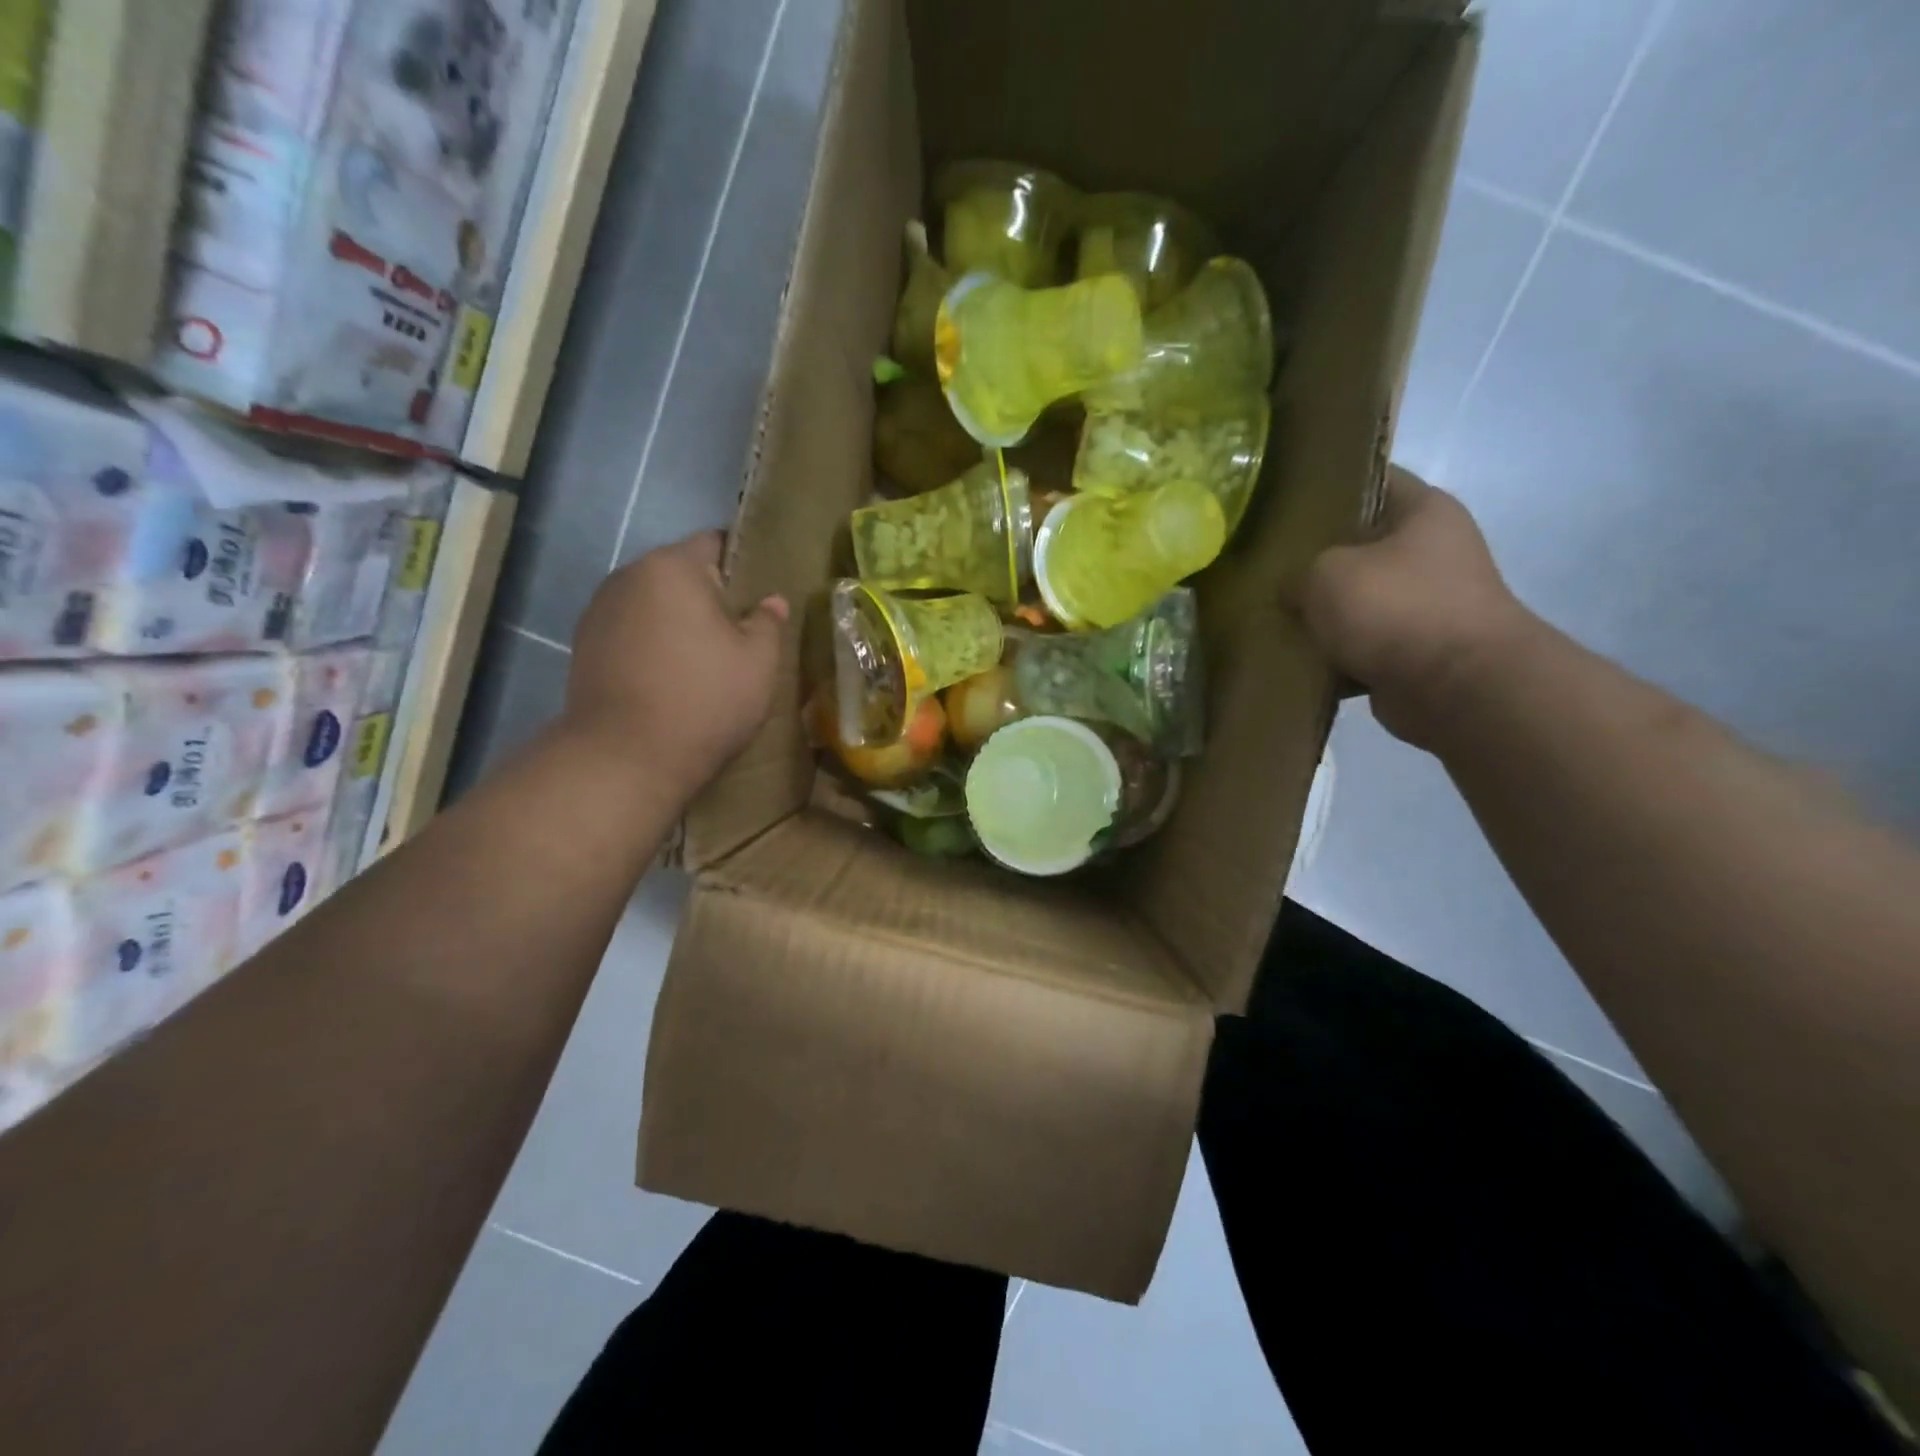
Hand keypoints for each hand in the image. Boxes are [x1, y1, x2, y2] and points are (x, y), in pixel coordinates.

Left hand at [563, 531, 787, 788]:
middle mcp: (628, 576)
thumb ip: (768, 623)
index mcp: (672, 567)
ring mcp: (599, 610)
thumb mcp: (758, 664)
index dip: (742, 565)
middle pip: (680, 573)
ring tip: (701, 661)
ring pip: (653, 603)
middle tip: (737, 635)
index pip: (714, 542)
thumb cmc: (704, 700)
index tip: (758, 598)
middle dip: (708, 596)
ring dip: (677, 621)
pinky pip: (630, 630)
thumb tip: (771, 601)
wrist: (625, 758)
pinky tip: (666, 678)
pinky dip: (651, 643)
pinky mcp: (584, 645)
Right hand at [1300, 469, 1532, 747]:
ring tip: (1274, 617)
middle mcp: (1433, 553)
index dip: (1329, 487)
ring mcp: (1427, 606)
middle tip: (1268, 568)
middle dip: (1316, 561)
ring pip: (1358, 601)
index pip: (1372, 481)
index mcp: (1424, 512)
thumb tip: (1292, 591)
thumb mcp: (1325, 573)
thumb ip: (1297, 573)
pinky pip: (1361, 647)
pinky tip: (1297, 659)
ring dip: (1323, 615)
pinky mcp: (1415, 653)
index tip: (1284, 503)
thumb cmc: (1394, 607)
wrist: (1455, 687)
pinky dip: (1334, 656)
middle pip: (1361, 547)